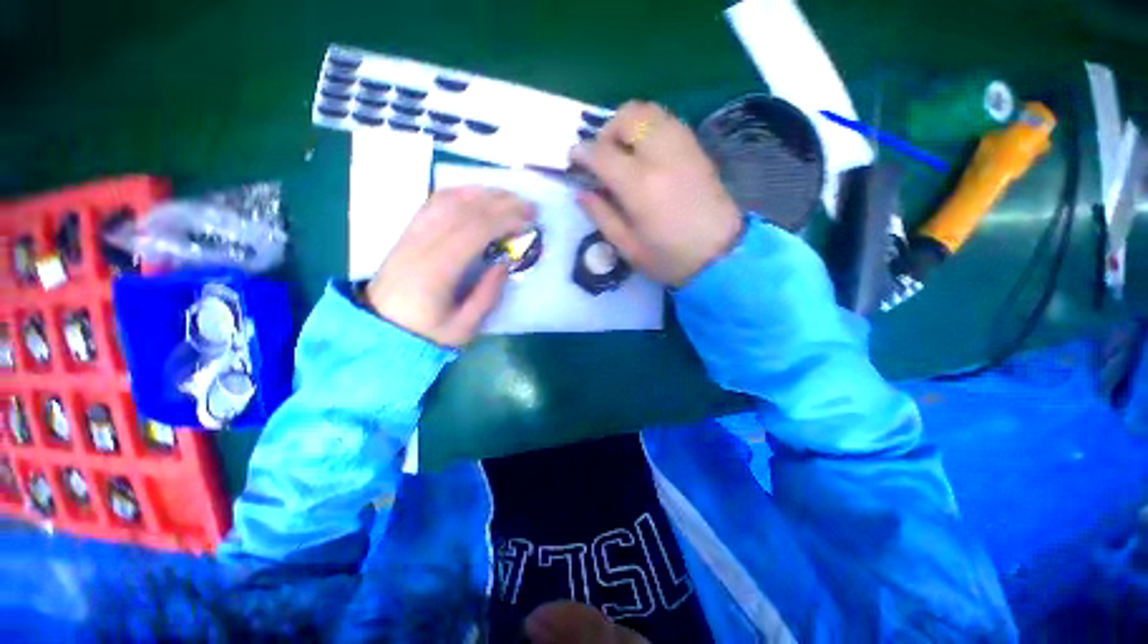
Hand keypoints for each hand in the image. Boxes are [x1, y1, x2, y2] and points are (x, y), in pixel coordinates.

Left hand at [364, 187, 534, 346]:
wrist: (380, 329)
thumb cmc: (425, 332)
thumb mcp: (463, 327)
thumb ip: (487, 296)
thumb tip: (505, 263)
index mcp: (437, 270)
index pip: (474, 231)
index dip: (504, 220)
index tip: (528, 220)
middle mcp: (422, 244)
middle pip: (464, 210)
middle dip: (501, 203)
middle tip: (529, 205)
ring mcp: (412, 234)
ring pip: (449, 201)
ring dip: (483, 194)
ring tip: (509, 197)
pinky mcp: (409, 232)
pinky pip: (433, 203)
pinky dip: (459, 193)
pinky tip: (477, 193)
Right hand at [570, 101, 742, 286]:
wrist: (722, 255)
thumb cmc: (670, 259)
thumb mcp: (628, 248)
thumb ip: (602, 216)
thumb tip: (581, 192)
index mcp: (640, 186)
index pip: (602, 152)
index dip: (581, 153)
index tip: (574, 161)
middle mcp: (661, 156)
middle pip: (628, 116)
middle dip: (606, 130)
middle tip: (601, 156)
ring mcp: (683, 147)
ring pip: (650, 111)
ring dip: (628, 124)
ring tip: (623, 152)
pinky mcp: (697, 149)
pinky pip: (668, 120)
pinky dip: (649, 127)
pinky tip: (646, 153)